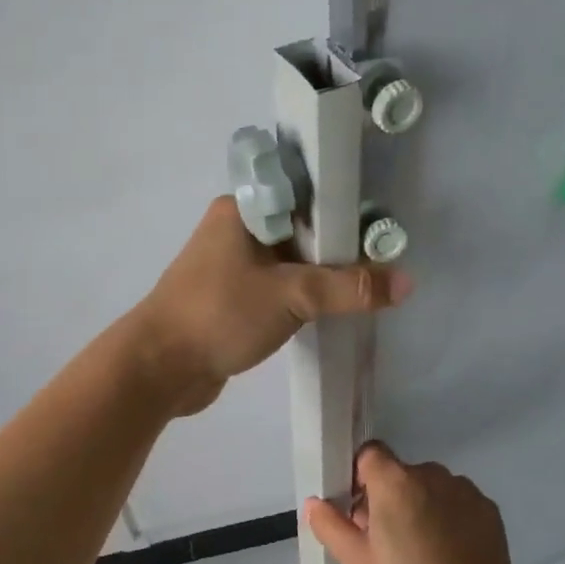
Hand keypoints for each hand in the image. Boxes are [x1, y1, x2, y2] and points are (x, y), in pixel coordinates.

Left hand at [130, 197, 411, 414]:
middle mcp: (235, 231)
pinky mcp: (230, 300)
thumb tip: (405, 282)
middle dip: (337, 248)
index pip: (304, 195)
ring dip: (320, 276)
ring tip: (365, 288)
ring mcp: (229, 267)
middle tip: (382, 263)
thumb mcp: (291, 295)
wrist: (159, 368)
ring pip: (289, 263)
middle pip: (300, 230)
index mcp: (242, 211)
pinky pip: (276, 290)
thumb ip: (348, 288)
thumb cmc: (220, 315)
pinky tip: (330, 310)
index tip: (380, 229)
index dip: (344, 209)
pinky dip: (300, 299)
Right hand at [304, 443, 525, 563]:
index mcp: (395, 481)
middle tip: (386, 543)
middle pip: (399, 473)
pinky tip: (449, 554)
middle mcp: (431, 473)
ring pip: (429, 488)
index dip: (359, 477)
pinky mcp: (488, 508)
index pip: (370, 454)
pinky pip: (456, 502)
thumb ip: (331, 527)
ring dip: (419, 507)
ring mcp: (464, 489)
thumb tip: (314, 503)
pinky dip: (448, 518)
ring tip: (421, 552)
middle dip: (388, 498)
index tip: (360, 512)